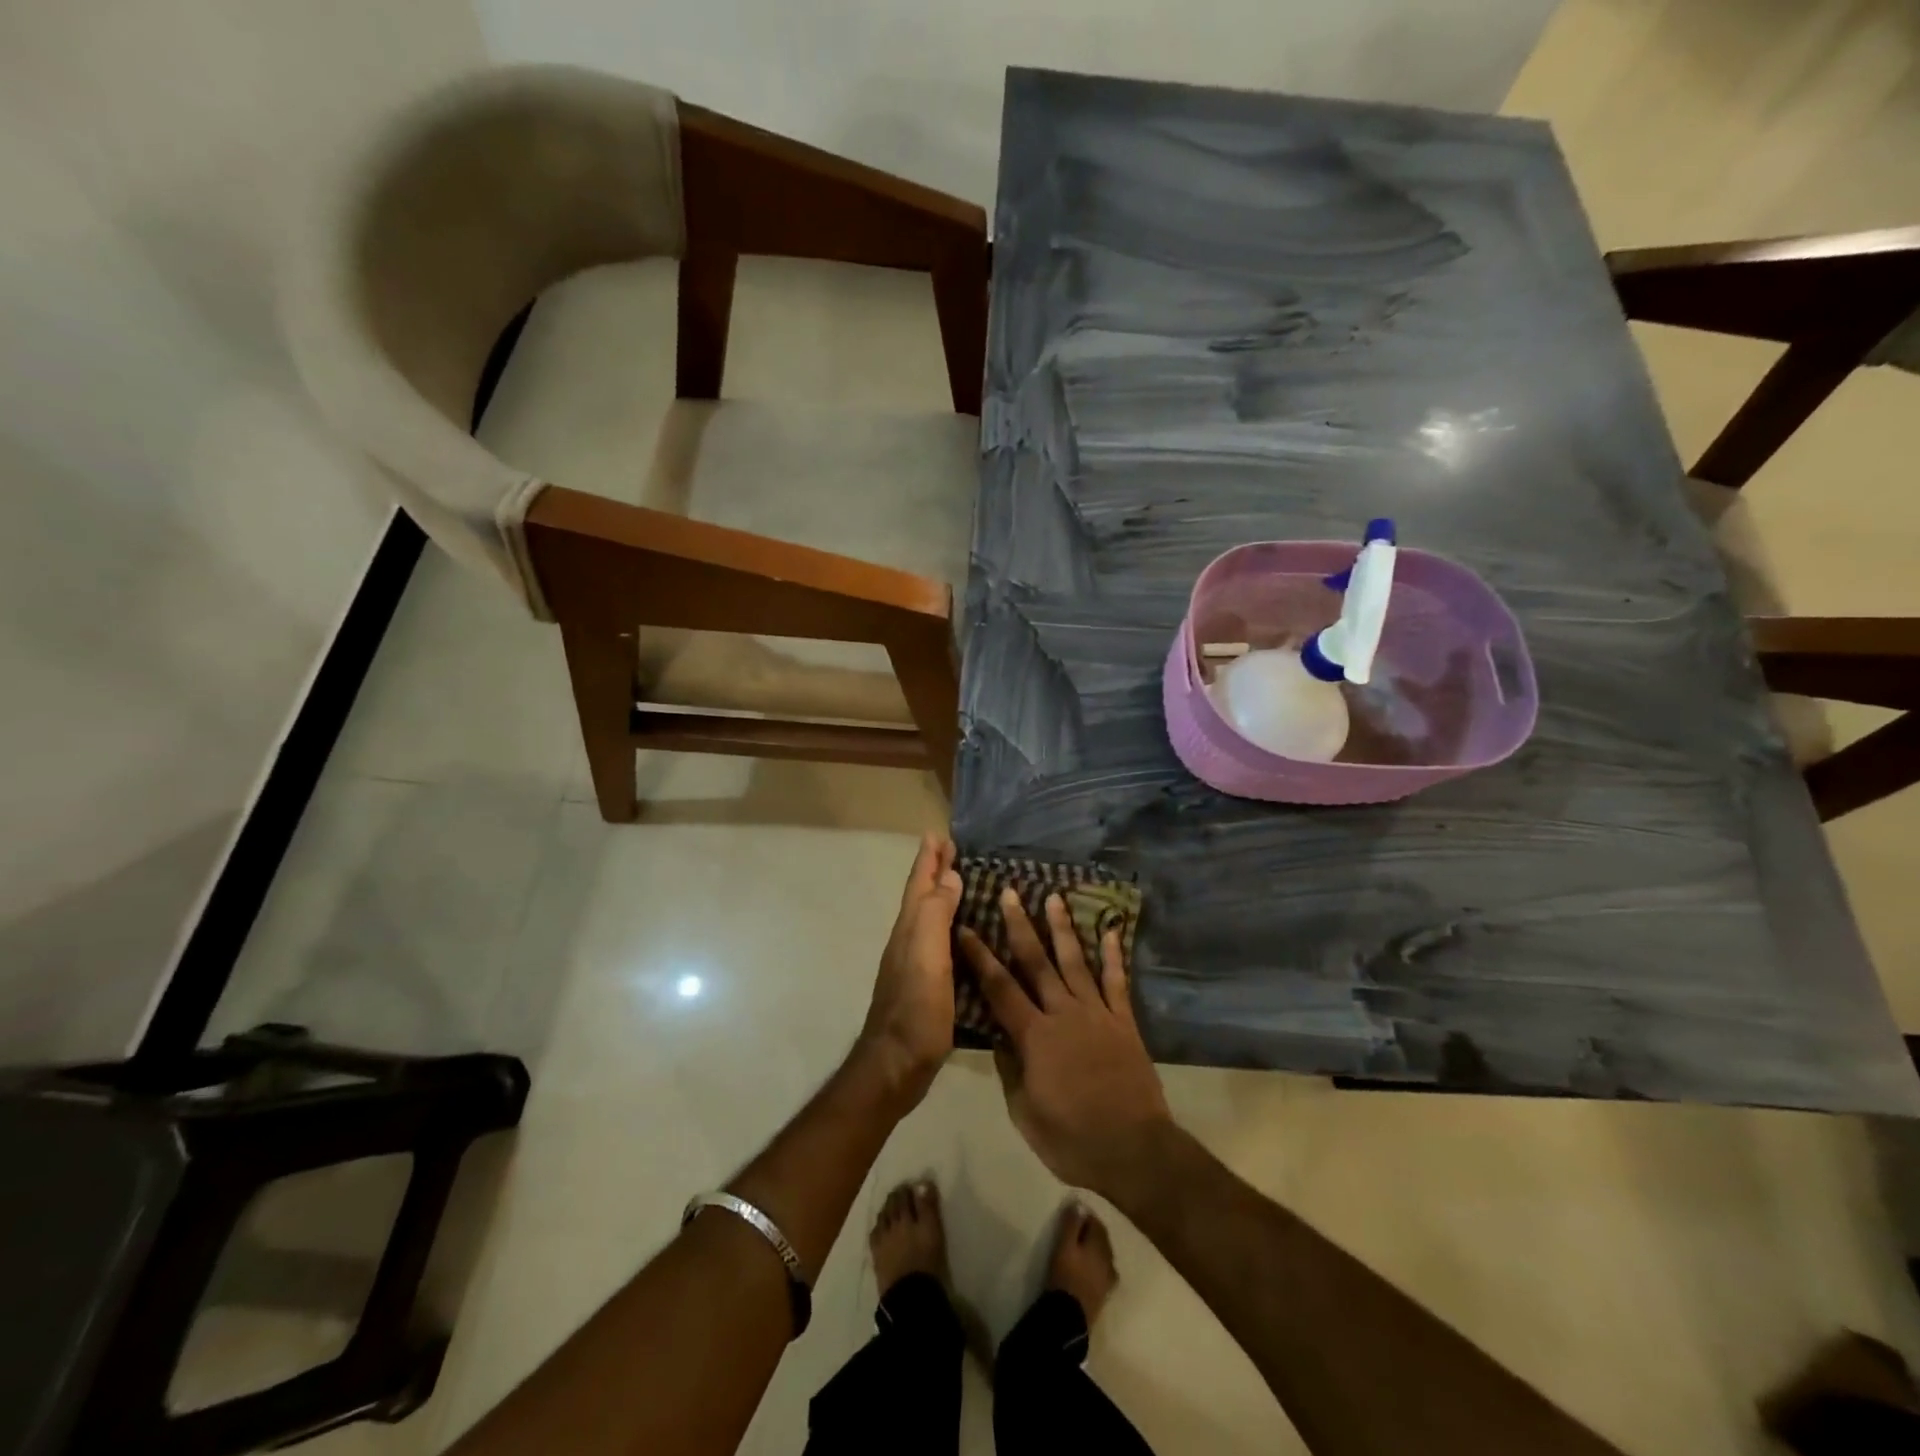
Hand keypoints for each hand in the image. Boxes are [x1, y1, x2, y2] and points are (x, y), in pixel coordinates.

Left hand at [855, 834, 962, 1110]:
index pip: (920, 884)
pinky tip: (962, 932)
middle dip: (934, 871)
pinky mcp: (925, 984)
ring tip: (959, 881)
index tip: (938, 833)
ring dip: (941, 895)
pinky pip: (938, 939)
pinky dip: (948, 924)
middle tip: (949, 848)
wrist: (896, 1064)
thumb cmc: (916, 1009)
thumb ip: (936, 915)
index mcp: (910, 929)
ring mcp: (915, 963)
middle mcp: (909, 940)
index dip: (929, 859)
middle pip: (922, 896)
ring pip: (928, 916)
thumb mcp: (928, 957)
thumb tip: (949, 877)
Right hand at [959, 892, 1172, 1196]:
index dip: (980, 957)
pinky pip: (1117, 981)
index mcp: (1034, 1036)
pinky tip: (1111, 930)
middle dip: (1020, 926)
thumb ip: (1010, 1069)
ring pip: (1075, 962)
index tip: (966, 928)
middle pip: (1036, 962)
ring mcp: (1097, 1014)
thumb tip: (998, 1035)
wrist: (1134, 1150)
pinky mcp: (1123, 1021)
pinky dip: (1113, 955)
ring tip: (1054, 897)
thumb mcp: (1024, 1112)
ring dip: (1062, 928)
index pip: (999, 988)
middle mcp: (1063, 1013)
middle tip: (1010, 893)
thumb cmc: (1072, 1140)